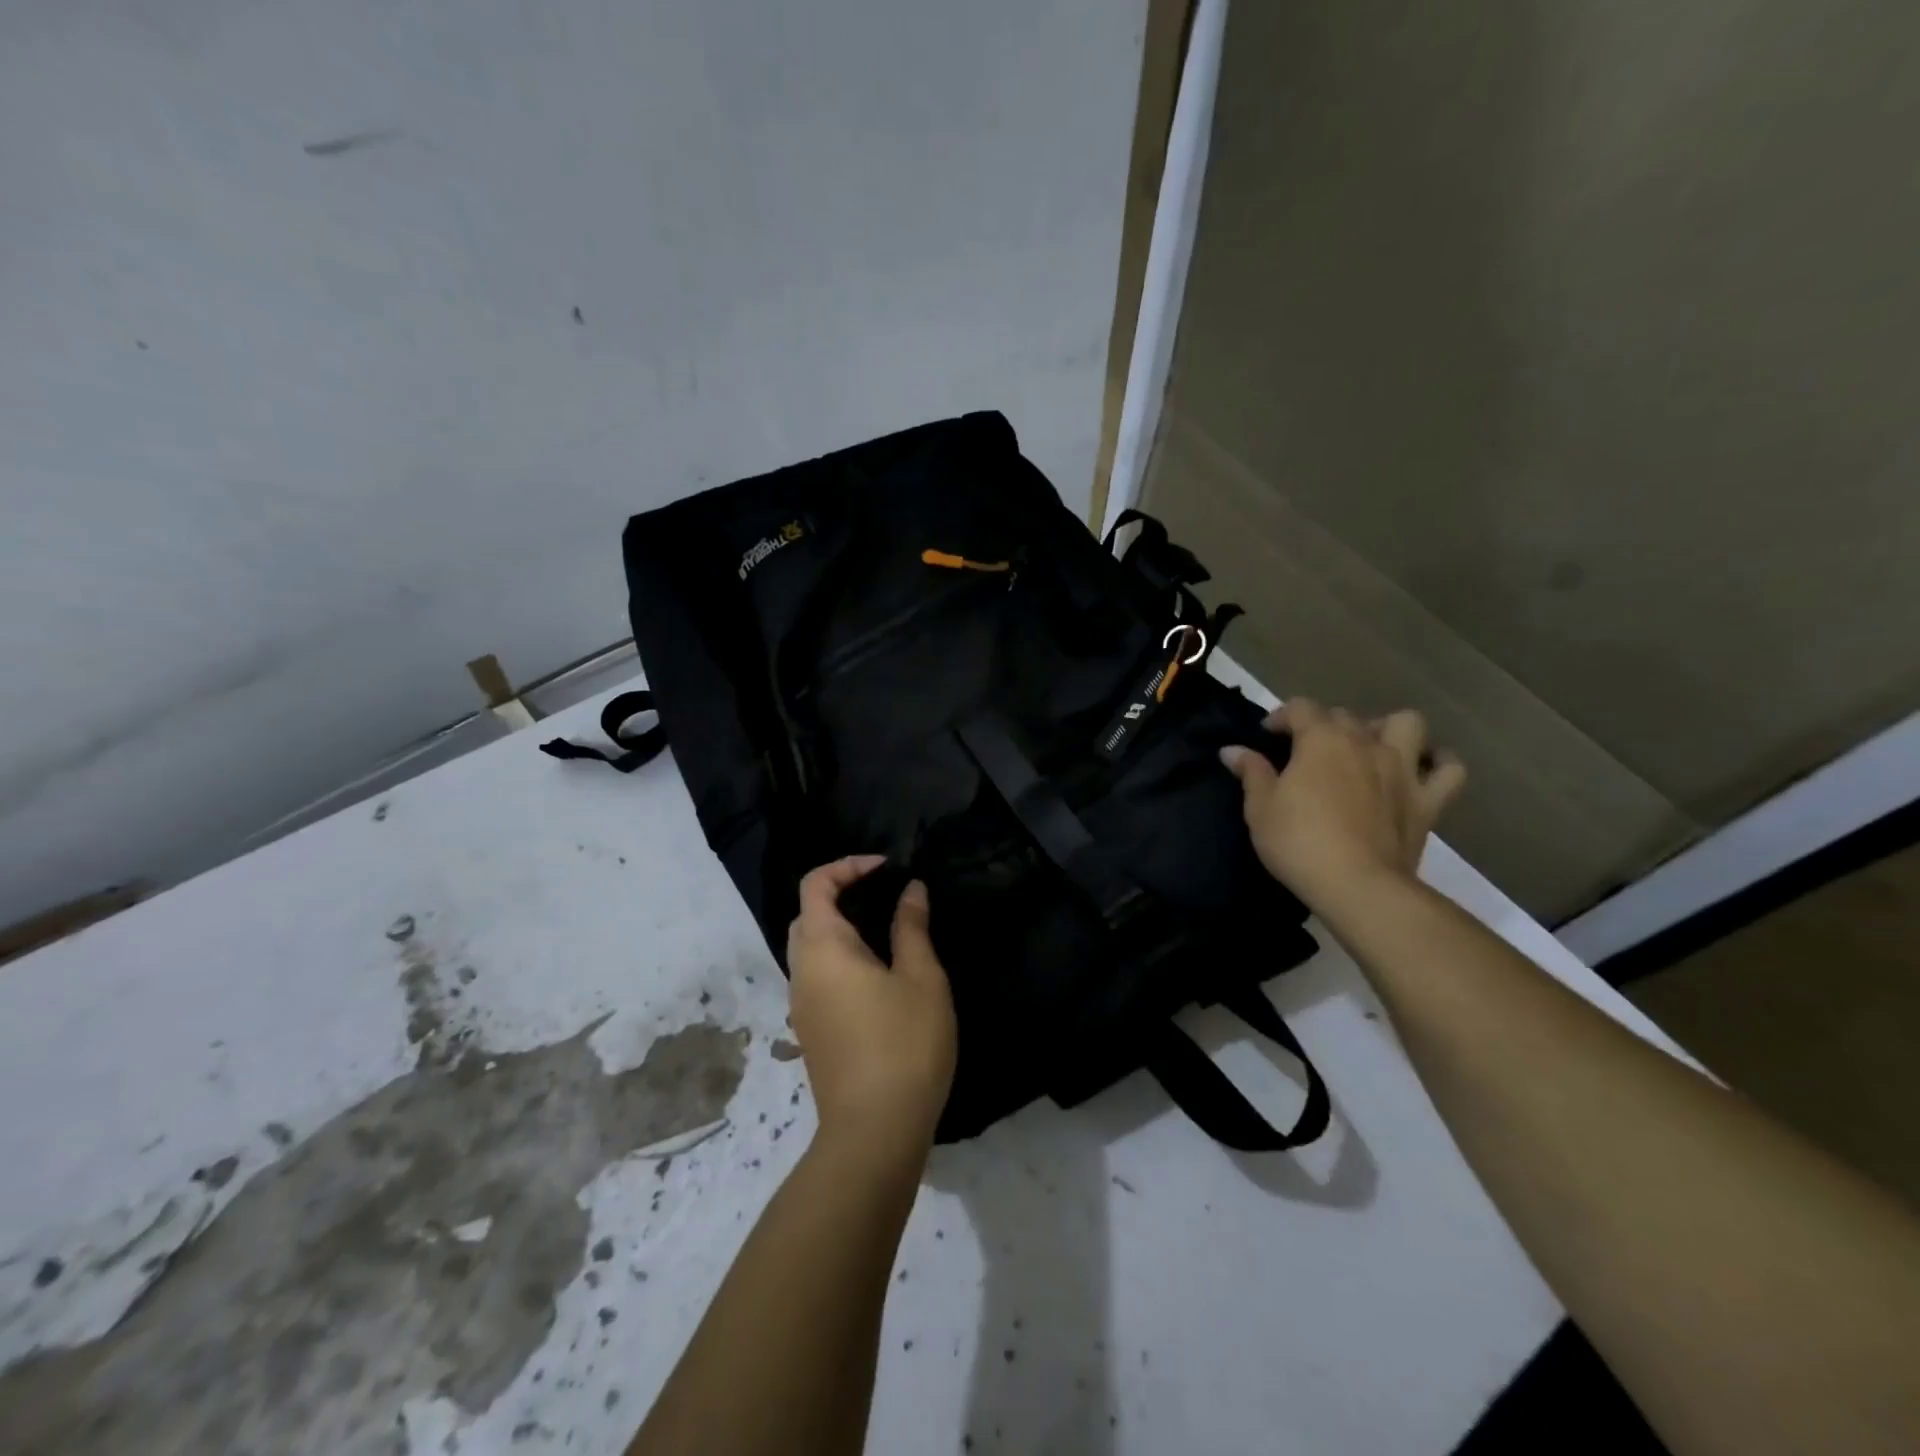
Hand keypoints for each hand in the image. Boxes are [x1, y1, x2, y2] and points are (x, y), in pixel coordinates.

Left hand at [785, 856, 957, 1158]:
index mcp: (823, 948)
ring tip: (884, 930)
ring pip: (809, 948)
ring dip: (838, 927)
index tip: (887, 869)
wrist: (873, 1132)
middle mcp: (801, 971)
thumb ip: (911, 928)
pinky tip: (875, 975)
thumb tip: (910, 890)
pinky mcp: (810, 1031)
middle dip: (840, 894)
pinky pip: (816, 976)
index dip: (847, 866)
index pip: (815, 886)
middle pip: (807, 915)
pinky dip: (838, 957)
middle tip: (884, 895)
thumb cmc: (904, 1044)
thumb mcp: (921, 978)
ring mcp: (801, 1005)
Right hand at [1220, 699, 1466, 913]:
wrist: (1357, 885)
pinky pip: (1448, 769)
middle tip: (1307, 752)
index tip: (1267, 736)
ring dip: (1387, 728)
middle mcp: (1365, 742)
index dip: (1281, 717)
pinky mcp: (1428, 799)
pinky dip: (1438, 762)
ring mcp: (1402, 768)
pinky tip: (1423, 768)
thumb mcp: (1259, 807)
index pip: (1301, 708)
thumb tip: (1232, 749)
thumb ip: (1251, 772)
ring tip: (1369, 747)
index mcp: (1321, 740)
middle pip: (1345, 716)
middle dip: (1323, 725)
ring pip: (1406, 724)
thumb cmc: (1298, 841)